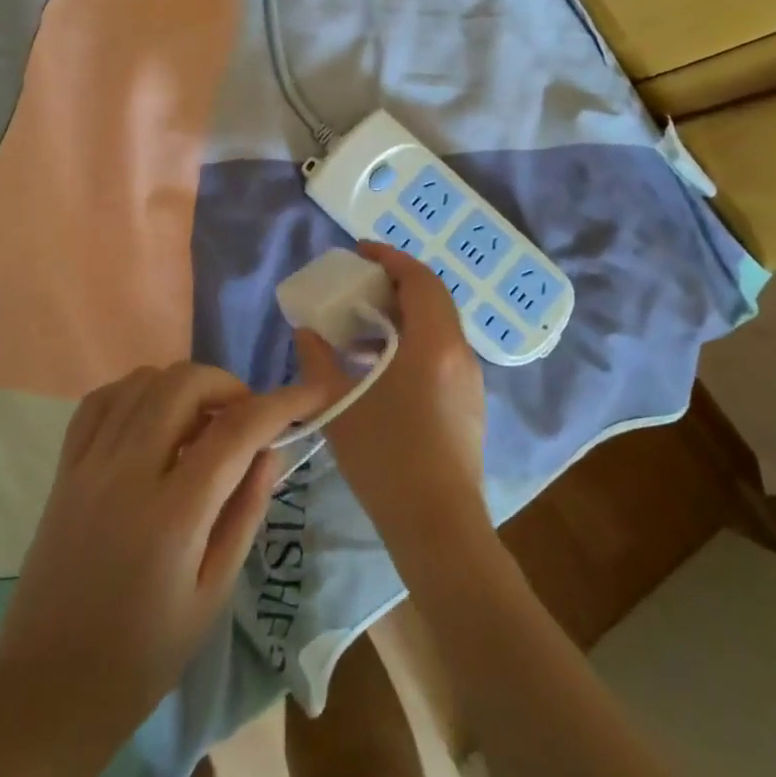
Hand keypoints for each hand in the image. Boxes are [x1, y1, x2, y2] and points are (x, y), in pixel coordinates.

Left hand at [0, 361, 334, 737]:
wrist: (47, 689)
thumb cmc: (142, 656)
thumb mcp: (212, 596)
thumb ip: (244, 514)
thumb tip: (270, 452)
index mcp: (173, 514)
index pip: (236, 431)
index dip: (281, 403)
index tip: (312, 393)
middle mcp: (128, 473)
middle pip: (184, 384)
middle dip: (229, 385)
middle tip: (245, 418)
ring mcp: (89, 465)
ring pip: (142, 381)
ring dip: (184, 386)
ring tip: (202, 420)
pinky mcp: (65, 469)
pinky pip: (100, 401)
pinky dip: (135, 392)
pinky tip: (152, 417)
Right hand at [296, 242, 489, 548]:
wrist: (437, 525)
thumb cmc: (387, 457)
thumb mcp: (339, 405)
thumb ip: (318, 360)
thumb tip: (306, 332)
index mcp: (434, 343)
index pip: (419, 280)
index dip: (390, 258)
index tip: (361, 251)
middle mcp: (459, 353)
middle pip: (432, 299)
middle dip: (395, 284)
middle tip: (358, 285)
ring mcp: (469, 380)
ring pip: (438, 327)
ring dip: (402, 316)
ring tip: (361, 328)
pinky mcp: (468, 403)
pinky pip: (440, 353)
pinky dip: (412, 342)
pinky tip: (381, 368)